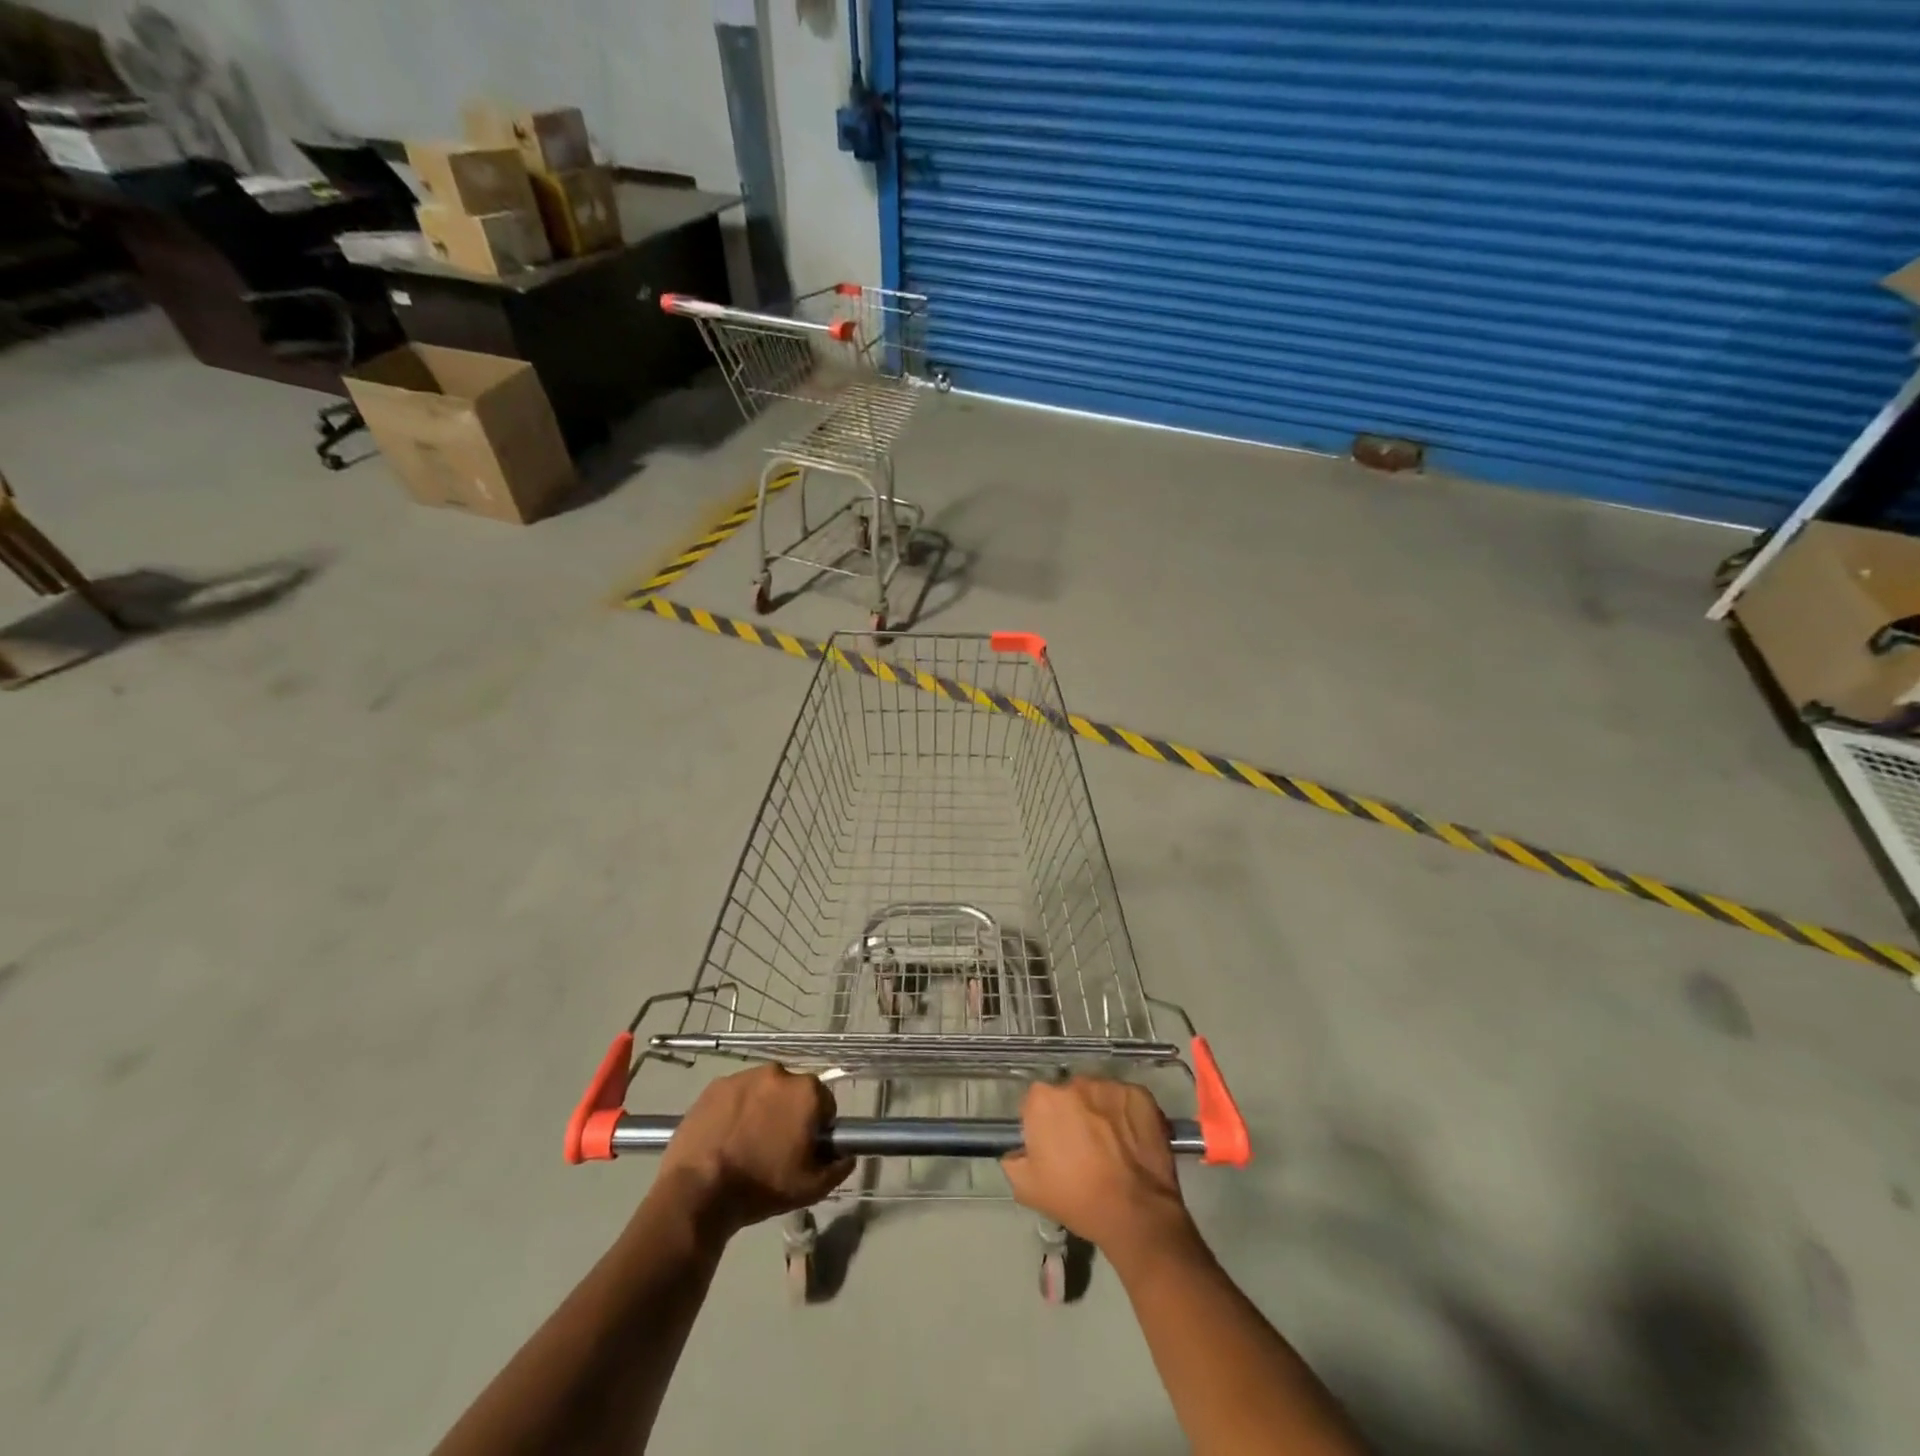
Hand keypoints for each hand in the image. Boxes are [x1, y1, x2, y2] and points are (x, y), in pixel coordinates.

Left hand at [655, 1066, 854, 1238]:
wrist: (698, 1191)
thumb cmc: (762, 1186)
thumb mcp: (811, 1188)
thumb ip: (838, 1167)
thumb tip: (847, 1154)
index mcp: (807, 1091)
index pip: (824, 1104)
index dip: (817, 1128)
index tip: (804, 1149)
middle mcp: (779, 1073)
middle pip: (793, 1093)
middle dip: (789, 1114)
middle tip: (775, 1148)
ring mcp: (744, 1076)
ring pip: (763, 1091)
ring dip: (762, 1109)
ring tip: (746, 1143)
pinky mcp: (715, 1085)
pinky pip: (735, 1095)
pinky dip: (735, 1110)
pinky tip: (725, 1137)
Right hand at [1002, 1078, 1195, 1258]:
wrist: (1135, 1212)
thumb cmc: (1076, 1198)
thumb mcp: (1026, 1188)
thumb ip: (1013, 1159)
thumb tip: (1018, 1149)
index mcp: (1043, 1099)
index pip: (1036, 1103)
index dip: (1043, 1124)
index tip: (1053, 1146)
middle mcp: (1075, 1082)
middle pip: (1068, 1095)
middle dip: (1072, 1114)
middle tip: (1083, 1147)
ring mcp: (1109, 1086)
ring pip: (1097, 1095)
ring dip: (1099, 1112)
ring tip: (1111, 1145)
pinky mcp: (1139, 1093)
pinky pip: (1126, 1099)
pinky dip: (1126, 1114)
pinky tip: (1131, 1141)